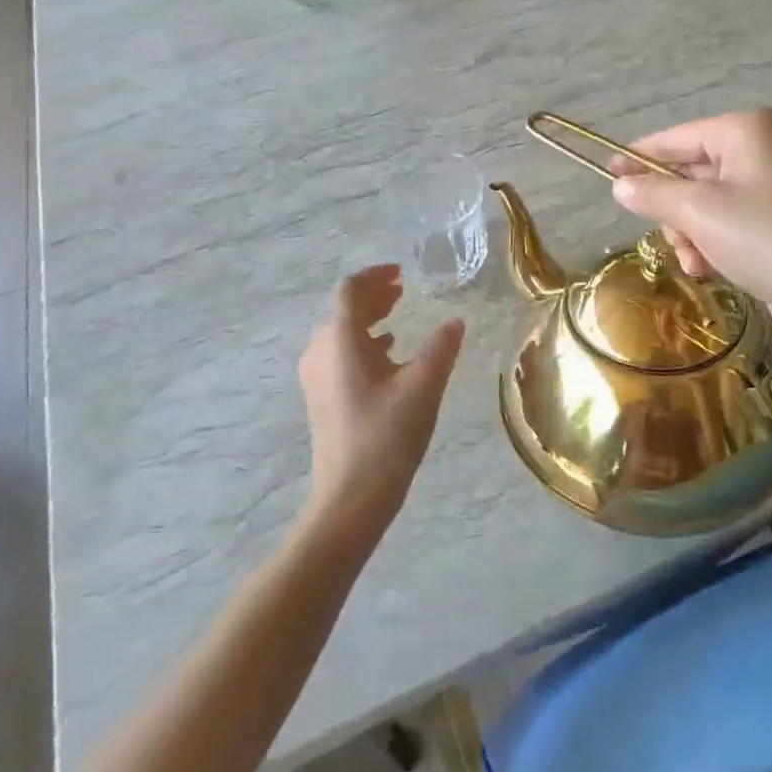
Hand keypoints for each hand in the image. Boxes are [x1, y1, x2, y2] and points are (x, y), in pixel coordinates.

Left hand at [298, 265, 464, 539]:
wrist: (350, 499)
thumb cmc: (387, 436)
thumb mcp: (423, 386)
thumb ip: (441, 347)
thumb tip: (456, 321)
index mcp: (340, 339)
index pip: (350, 290)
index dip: (375, 275)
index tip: (402, 273)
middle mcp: (320, 351)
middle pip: (342, 309)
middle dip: (372, 295)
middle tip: (403, 290)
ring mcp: (316, 376)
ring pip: (339, 332)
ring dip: (367, 318)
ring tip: (397, 316)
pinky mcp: (320, 397)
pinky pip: (338, 354)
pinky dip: (362, 343)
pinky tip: (388, 354)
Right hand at [610, 108, 771, 344]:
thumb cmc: (765, 238)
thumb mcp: (699, 212)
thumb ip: (653, 194)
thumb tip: (620, 186)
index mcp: (744, 131)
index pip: (675, 138)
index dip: (638, 157)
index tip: (607, 173)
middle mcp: (759, 150)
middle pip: (689, 173)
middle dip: (673, 210)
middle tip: (669, 235)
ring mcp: (771, 187)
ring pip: (704, 204)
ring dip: (690, 234)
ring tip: (694, 260)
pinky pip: (726, 223)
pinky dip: (711, 244)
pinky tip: (708, 269)